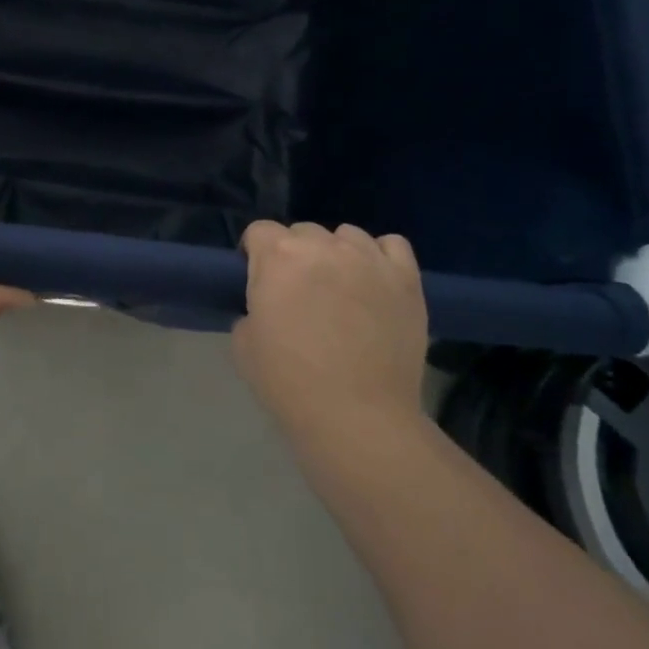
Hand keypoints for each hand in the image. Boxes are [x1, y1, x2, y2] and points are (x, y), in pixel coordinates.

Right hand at [233, 221, 429, 445]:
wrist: (358, 416)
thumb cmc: (290, 383)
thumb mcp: (244, 346)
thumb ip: (252, 309)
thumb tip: (268, 306)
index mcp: (278, 257)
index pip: (259, 231)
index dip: (255, 254)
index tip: (259, 280)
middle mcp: (323, 245)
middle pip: (302, 231)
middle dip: (295, 255)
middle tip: (299, 293)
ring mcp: (368, 258)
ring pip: (347, 235)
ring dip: (336, 253)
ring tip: (341, 287)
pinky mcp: (405, 278)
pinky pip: (392, 245)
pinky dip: (380, 256)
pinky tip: (375, 281)